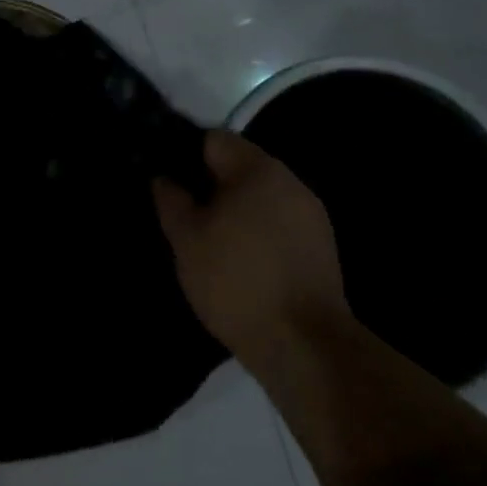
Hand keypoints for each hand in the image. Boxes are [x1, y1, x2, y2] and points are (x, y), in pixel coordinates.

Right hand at [154, 130, 348, 372]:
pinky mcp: (322, 248)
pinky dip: (259, 234)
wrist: (304, 345)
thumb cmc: (236, 280)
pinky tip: (243, 264)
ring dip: (236, 211)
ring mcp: (311, 215)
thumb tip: (164, 178)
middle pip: (240, 167)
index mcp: (258, 168)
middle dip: (212, 186)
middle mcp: (290, 181)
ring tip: (213, 244)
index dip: (185, 156)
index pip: (214, 140)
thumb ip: (171, 199)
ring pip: (260, 198)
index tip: (169, 184)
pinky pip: (279, 225)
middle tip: (186, 218)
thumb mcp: (186, 239)